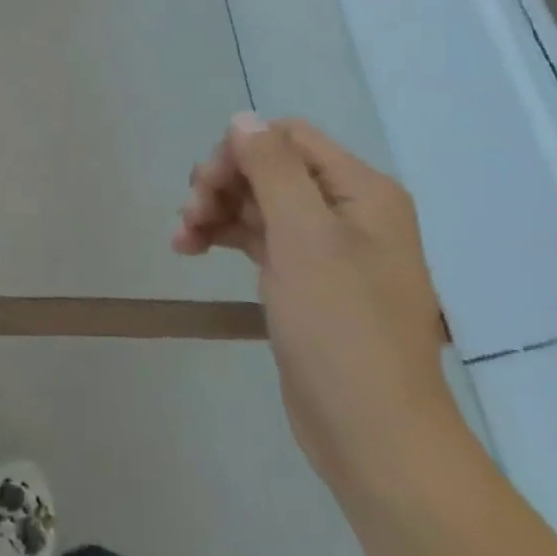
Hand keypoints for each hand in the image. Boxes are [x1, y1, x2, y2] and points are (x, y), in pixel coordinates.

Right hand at [176, 114, 454, 495]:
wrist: (374, 437)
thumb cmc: (341, 328)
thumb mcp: (304, 236)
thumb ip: (272, 168)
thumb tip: (243, 118)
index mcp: (361, 191)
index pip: (288, 138)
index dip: (241, 150)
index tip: (206, 184)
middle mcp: (349, 211)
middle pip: (270, 167)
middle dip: (222, 183)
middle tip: (190, 214)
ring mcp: (329, 249)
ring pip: (259, 202)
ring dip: (216, 210)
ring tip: (182, 238)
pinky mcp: (308, 282)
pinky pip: (261, 239)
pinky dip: (225, 236)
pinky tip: (191, 249)